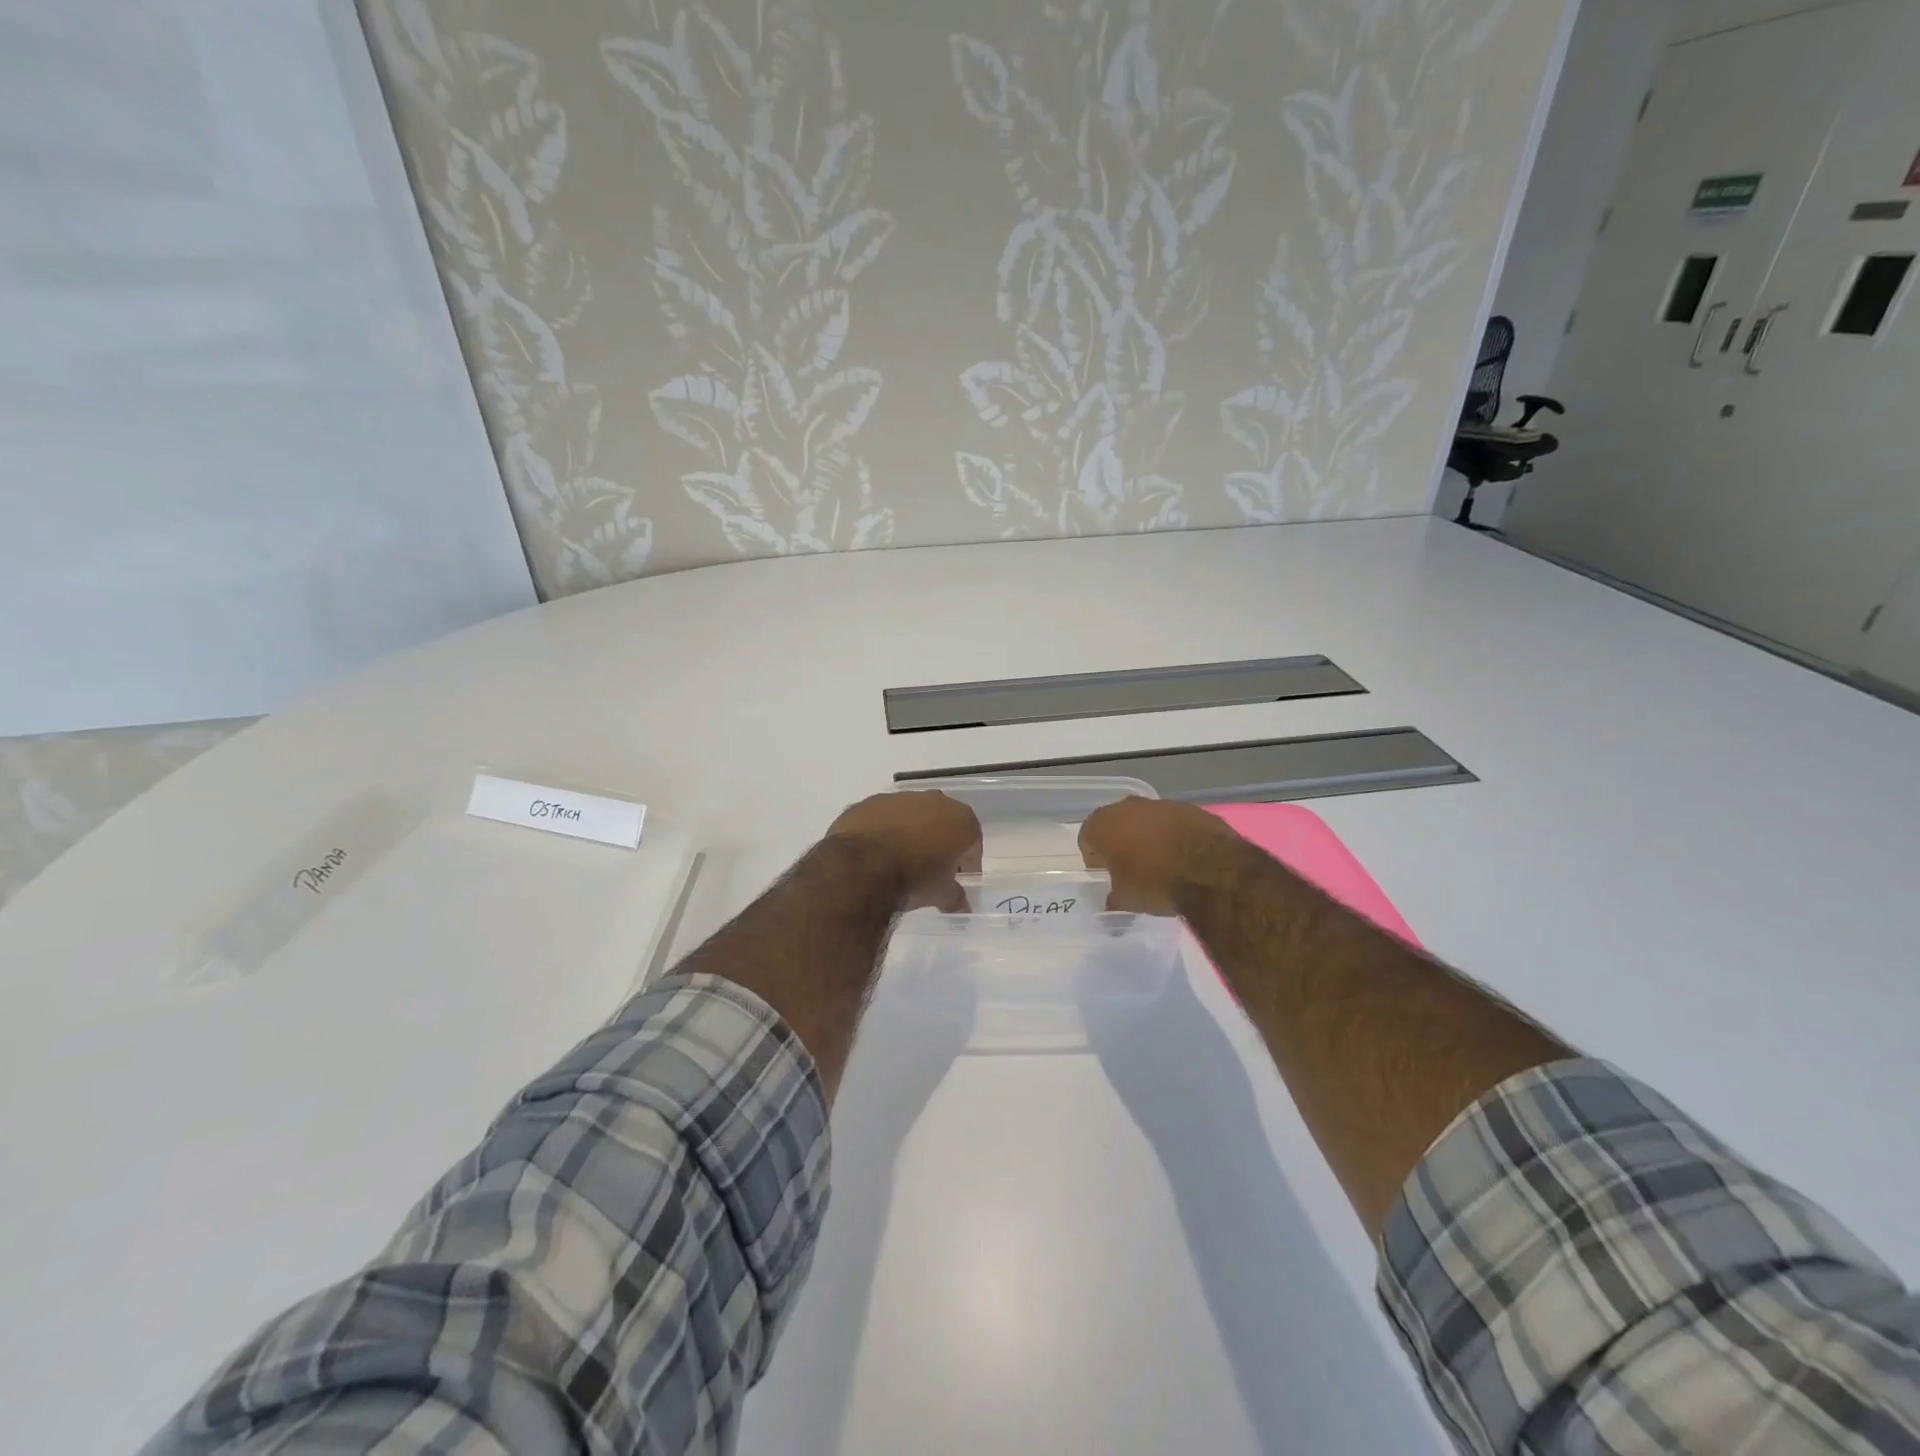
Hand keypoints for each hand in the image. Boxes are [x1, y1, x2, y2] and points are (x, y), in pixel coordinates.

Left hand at [826, 791, 982, 912]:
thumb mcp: (941, 894)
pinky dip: (883, 831)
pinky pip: (883, 818)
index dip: (966, 863)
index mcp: (960, 819)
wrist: (861, 866)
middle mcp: (934, 800)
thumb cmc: (913, 878)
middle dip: (939, 843)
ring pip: (912, 816)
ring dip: (910, 834)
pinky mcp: (870, 802)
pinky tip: (874, 853)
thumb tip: (962, 905)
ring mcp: (900, 798)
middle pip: (943, 823)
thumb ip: (955, 897)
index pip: (972, 843)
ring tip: (899, 861)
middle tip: (930, 869)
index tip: (957, 879)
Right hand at [1079, 797, 1247, 914]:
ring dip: (1148, 836)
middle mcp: (1128, 807)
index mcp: (1104, 825)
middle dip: (1120, 841)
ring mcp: (1161, 804)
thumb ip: (1114, 896)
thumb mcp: (1126, 900)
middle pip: (1116, 822)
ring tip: (1159, 862)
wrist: (1211, 870)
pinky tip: (1183, 856)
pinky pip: (1172, 822)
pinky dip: (1173, 835)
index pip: (1087, 836)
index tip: (1104, 872)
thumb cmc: (1156, 883)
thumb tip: (1112, 899)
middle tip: (1129, 865)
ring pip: (1146, 819)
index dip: (1094, 856)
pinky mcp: (1190, 808)